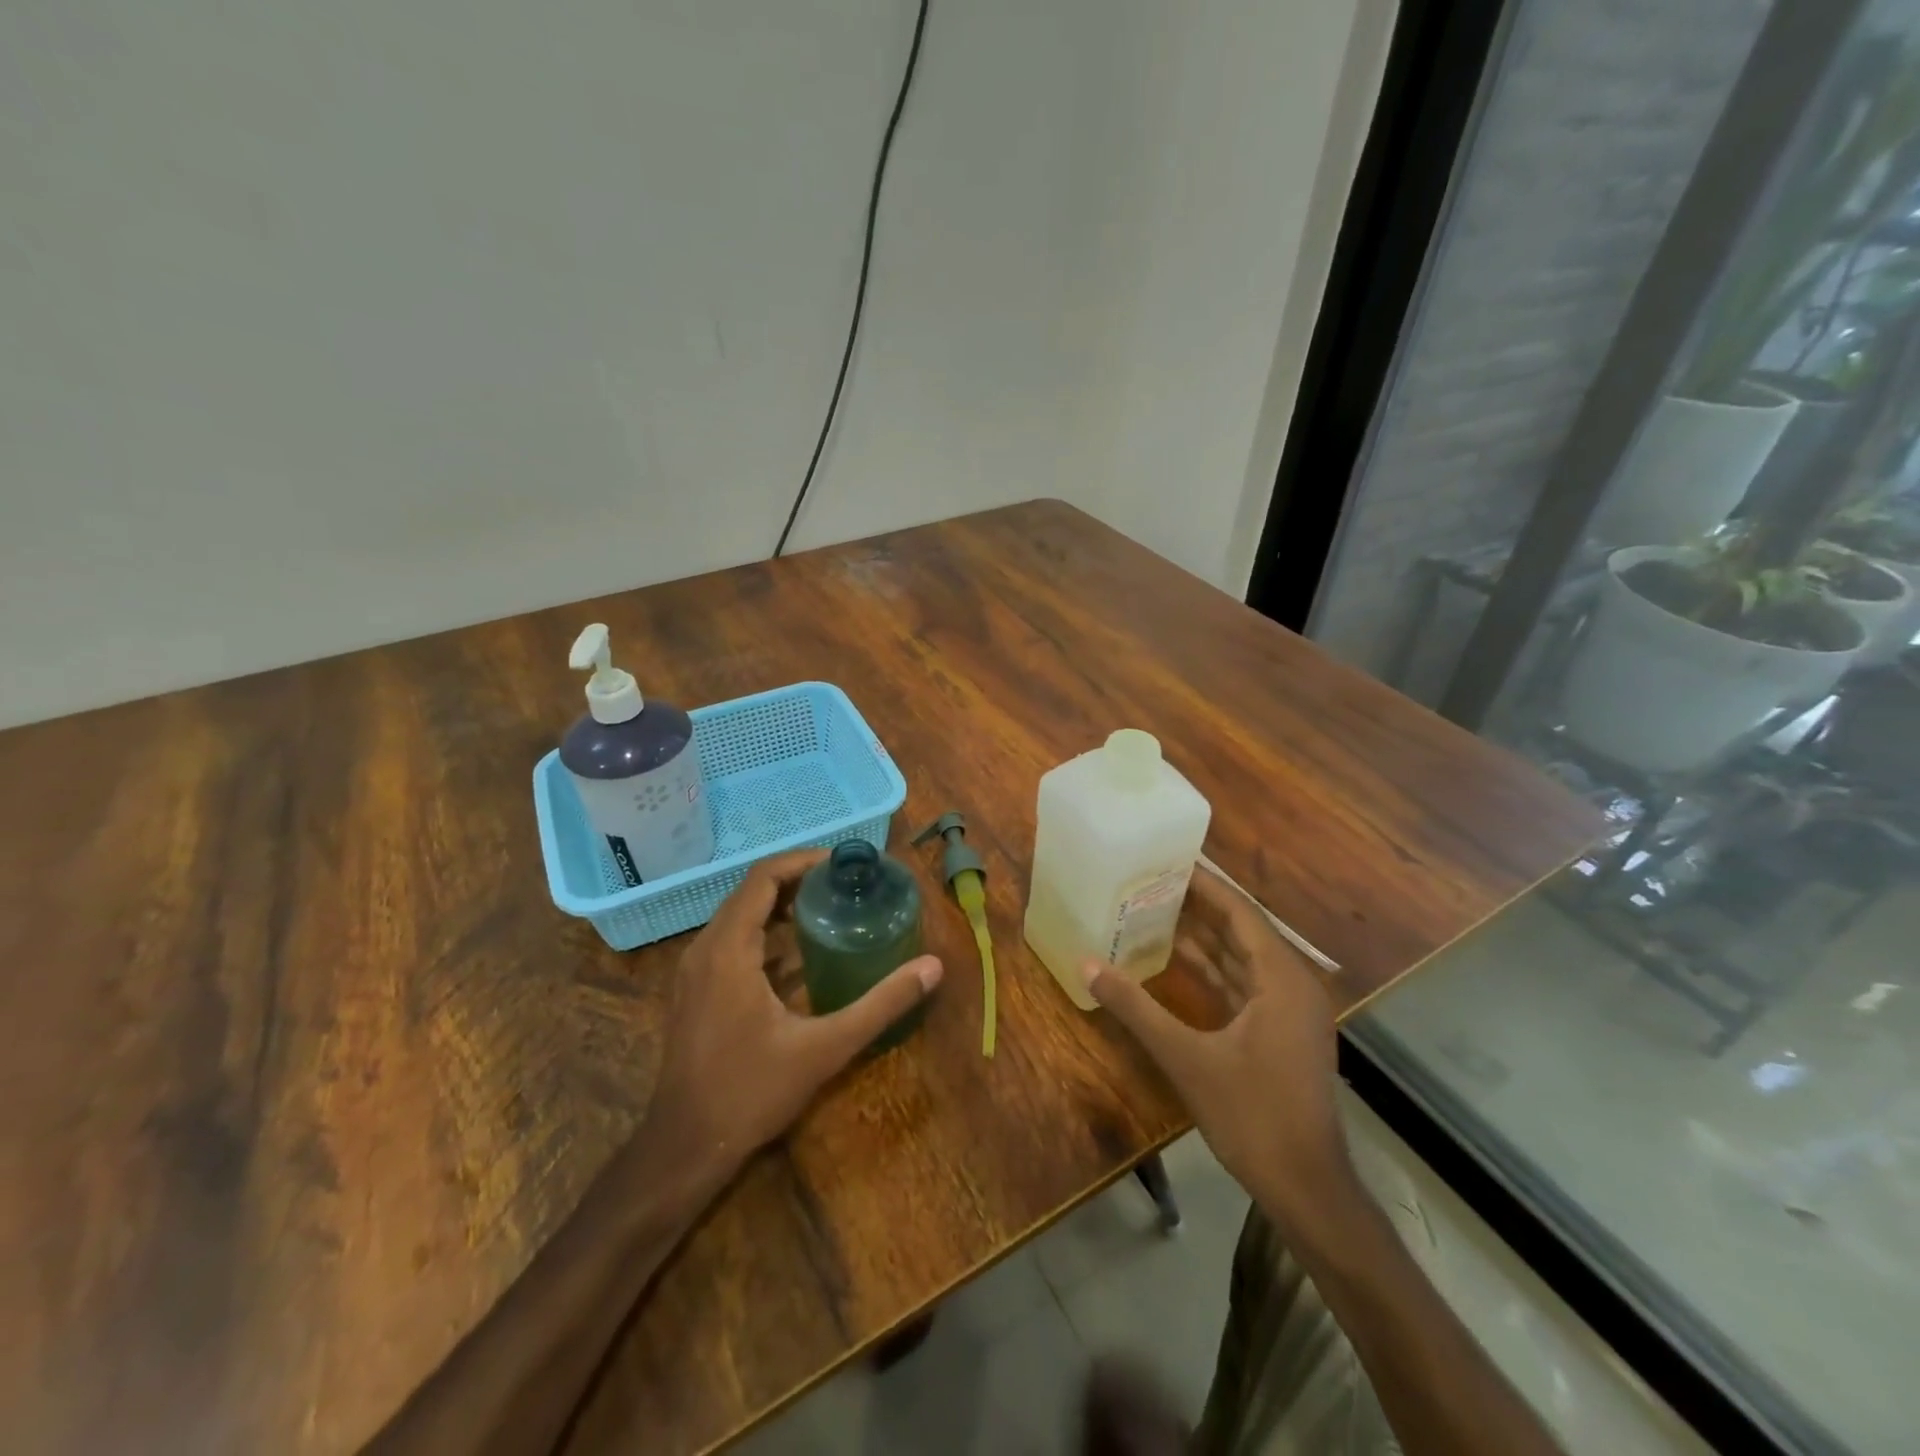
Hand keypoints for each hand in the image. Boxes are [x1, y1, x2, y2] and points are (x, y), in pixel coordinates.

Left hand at [642, 848, 943, 1177]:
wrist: (684, 1147)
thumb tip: (932, 968)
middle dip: (797, 879)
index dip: (803, 861)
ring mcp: (694, 970)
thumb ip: (880, 1004)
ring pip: (738, 915)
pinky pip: (730, 939)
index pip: (763, 877)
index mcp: (729, 949)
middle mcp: (704, 949)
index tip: (843, 863)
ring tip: (829, 907)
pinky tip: (797, 952)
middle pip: (750, 891)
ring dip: (780, 904)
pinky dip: (763, 930)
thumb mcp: (824, 1048)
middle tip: (845, 884)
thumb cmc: (751, 1092)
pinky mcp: (694, 990)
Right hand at [1081, 865, 1351, 1232]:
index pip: (1240, 913)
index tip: (1167, 862)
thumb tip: (1086, 965)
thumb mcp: (1186, 1058)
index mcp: (1282, 979)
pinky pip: (1243, 985)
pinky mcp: (1280, 1033)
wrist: (1306, 1188)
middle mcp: (1291, 984)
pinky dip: (1211, 971)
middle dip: (1198, 907)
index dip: (1204, 885)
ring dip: (1203, 938)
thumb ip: (1136, 1008)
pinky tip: (1175, 962)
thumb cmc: (1252, 1115)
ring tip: (1155, 911)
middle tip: (1151, 883)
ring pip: (1241, 959)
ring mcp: (1289, 1011)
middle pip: (1241, 930)